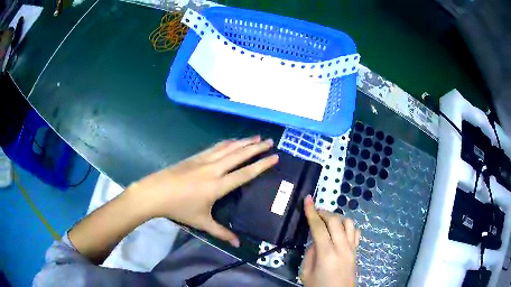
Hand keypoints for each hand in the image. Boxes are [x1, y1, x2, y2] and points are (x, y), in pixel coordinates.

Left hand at [127, 136, 277, 246]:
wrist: (155, 192)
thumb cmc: (179, 208)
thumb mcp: (201, 222)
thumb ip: (221, 232)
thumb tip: (237, 244)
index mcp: (217, 186)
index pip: (245, 173)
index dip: (261, 165)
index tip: (275, 157)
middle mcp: (213, 169)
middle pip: (239, 155)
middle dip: (256, 147)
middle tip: (270, 141)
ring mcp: (203, 160)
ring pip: (228, 148)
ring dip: (243, 142)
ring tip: (256, 137)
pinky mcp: (195, 157)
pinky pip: (216, 147)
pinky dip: (227, 142)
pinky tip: (233, 140)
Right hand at [301, 195, 359, 286]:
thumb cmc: (318, 286)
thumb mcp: (306, 272)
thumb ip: (310, 253)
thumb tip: (316, 241)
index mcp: (326, 253)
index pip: (318, 227)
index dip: (312, 212)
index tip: (308, 199)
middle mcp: (342, 247)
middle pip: (335, 220)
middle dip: (324, 213)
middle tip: (315, 213)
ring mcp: (352, 248)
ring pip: (348, 223)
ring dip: (337, 218)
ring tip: (327, 222)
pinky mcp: (356, 251)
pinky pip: (355, 232)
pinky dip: (348, 227)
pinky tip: (340, 231)